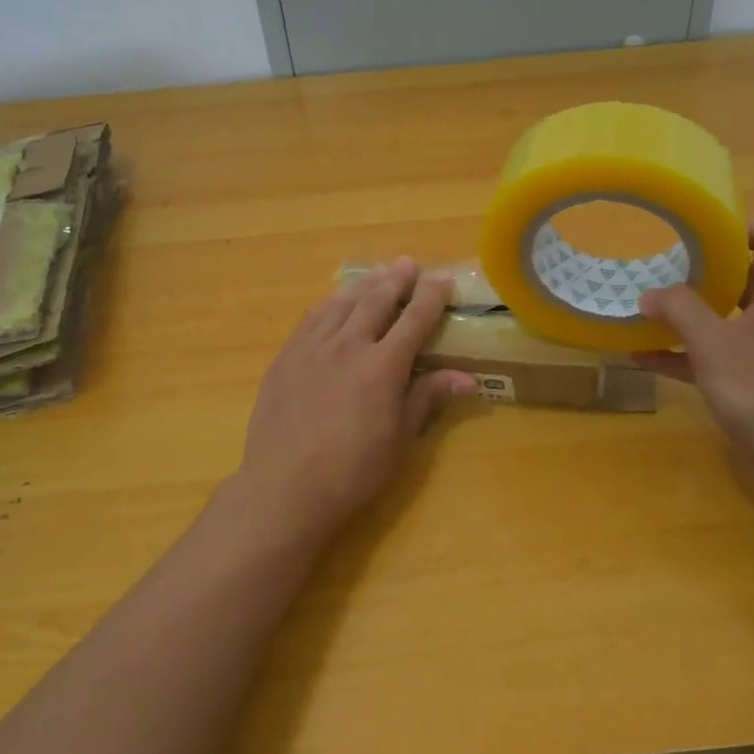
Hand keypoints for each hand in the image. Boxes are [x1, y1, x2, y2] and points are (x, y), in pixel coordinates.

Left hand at [234, 258, 476, 539]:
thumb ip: (428, 398)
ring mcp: (312, 348)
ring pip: (342, 303)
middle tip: (408, 263)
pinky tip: (333, 302)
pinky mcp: (285, 357)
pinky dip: (328, 304)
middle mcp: (348, 345)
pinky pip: (311, 319)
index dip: (431, 296)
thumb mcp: (400, 440)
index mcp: (383, 366)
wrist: (285, 490)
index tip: (443, 278)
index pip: (414, 319)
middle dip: (396, 279)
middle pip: (376, 300)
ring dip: (363, 285)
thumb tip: (468, 378)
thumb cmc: (353, 472)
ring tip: (377, 273)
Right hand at [635, 223, 753, 493]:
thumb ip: (681, 311)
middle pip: (740, 275)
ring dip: (685, 311)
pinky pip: (709, 356)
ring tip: (641, 301)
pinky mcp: (749, 383)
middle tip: (657, 258)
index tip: (695, 224)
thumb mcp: (716, 345)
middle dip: (699, 266)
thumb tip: (649, 292)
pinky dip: (680, 353)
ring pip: (721, 317)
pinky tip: (641, 356)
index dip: (739, 224)